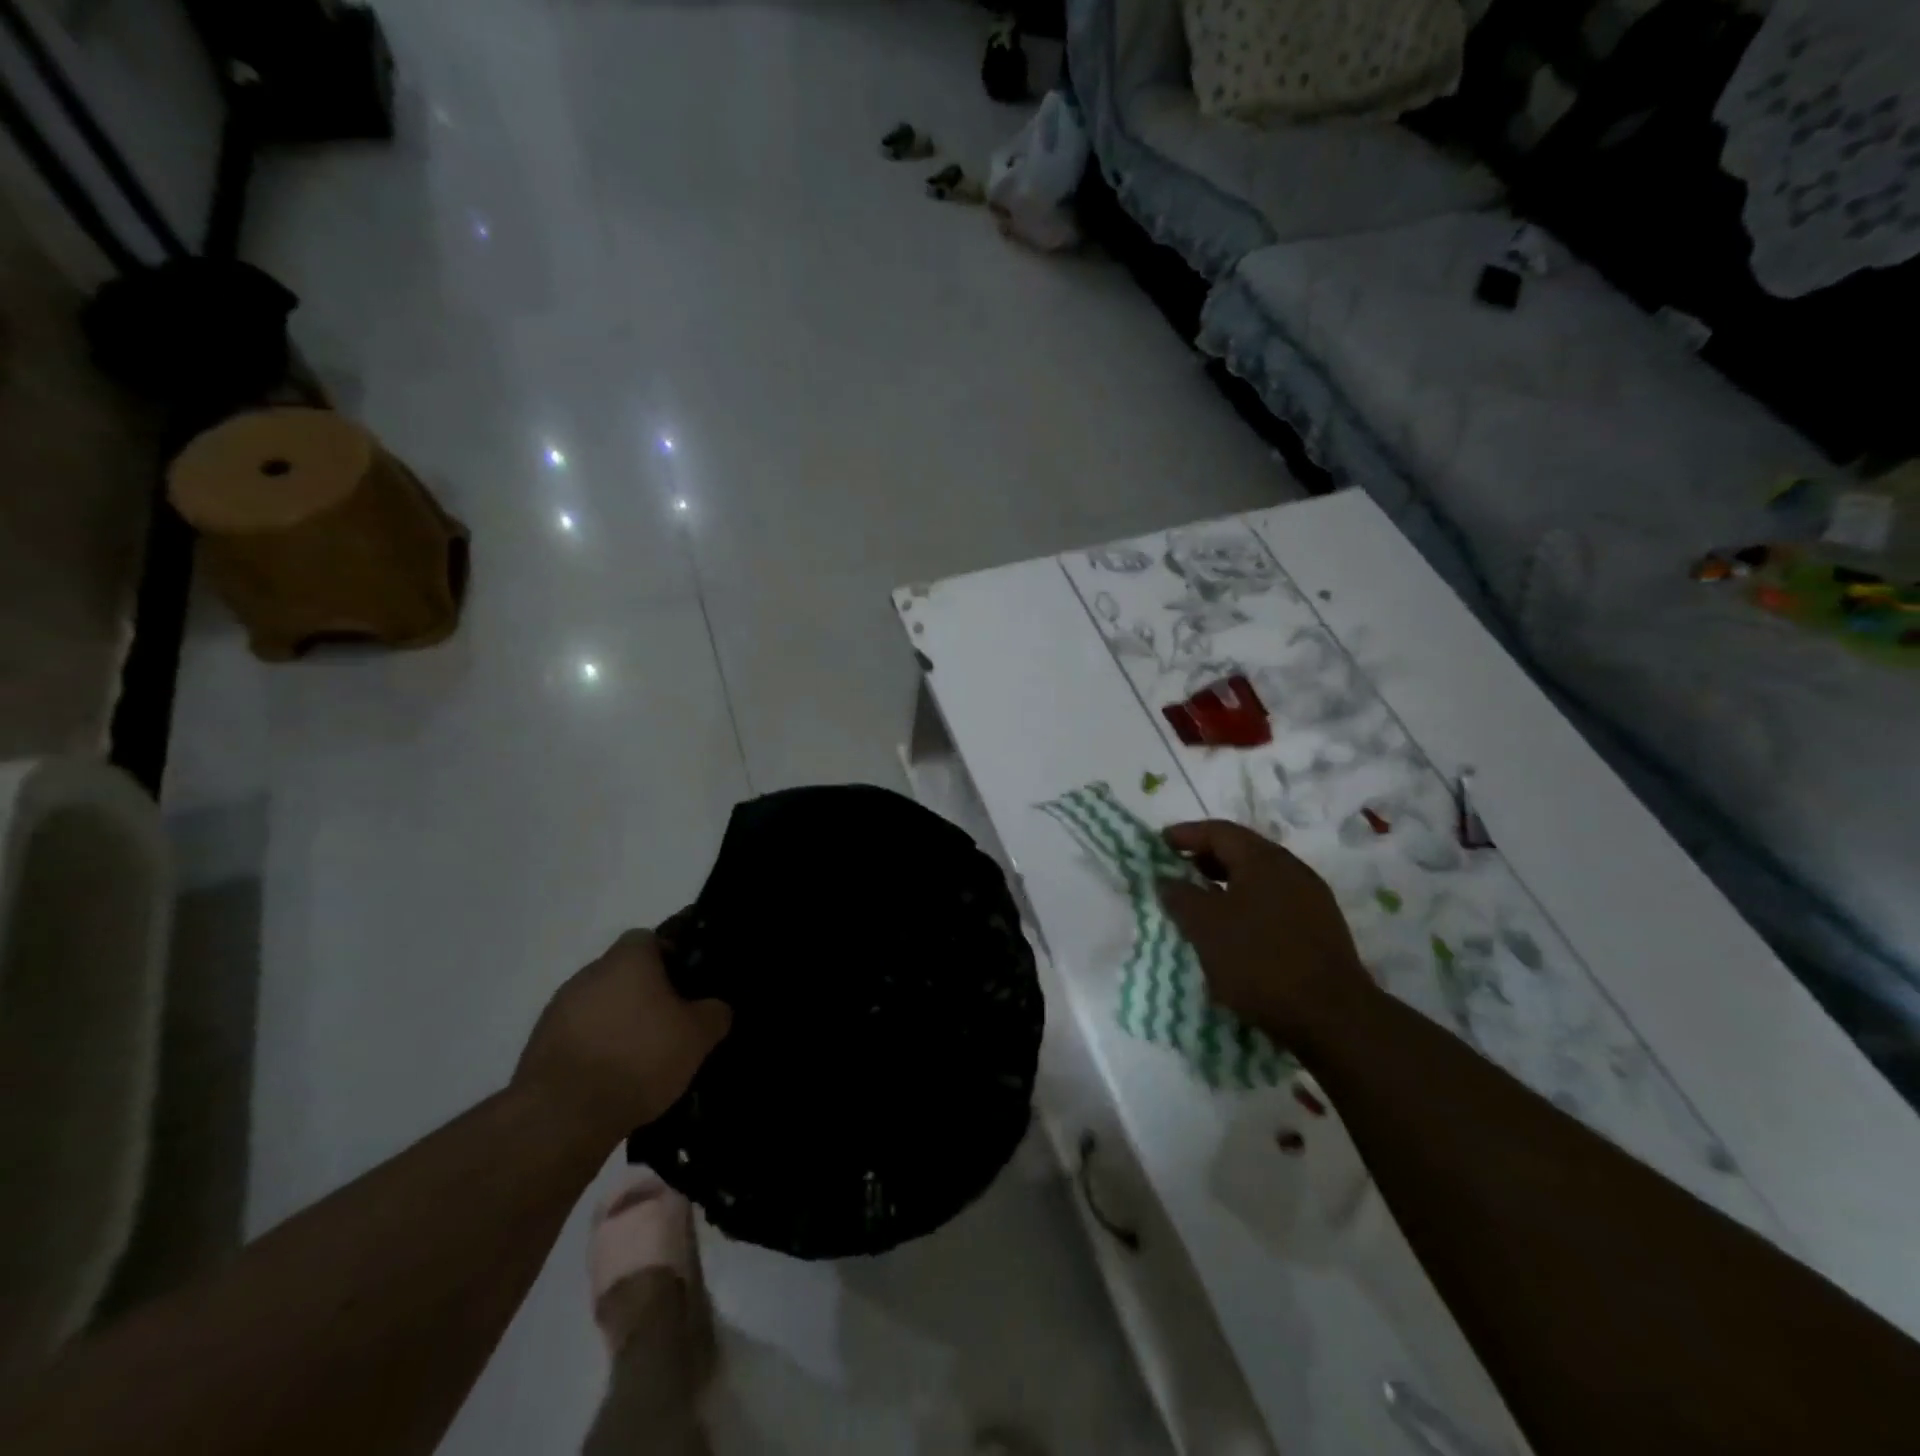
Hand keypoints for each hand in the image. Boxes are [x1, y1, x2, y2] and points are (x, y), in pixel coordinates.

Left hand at [514, 929, 731, 1144]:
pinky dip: (596, 1049)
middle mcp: (590, 973)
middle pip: (625, 973)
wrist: (562, 1116)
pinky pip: (580, 1036)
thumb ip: (715, 1013)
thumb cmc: (639, 1058)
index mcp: (628, 959)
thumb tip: (715, 1007)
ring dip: (619, 1022)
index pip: (651, 939)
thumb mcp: (698, 1037)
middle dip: (646, 994)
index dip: (672, 957)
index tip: (687, 985)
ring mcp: (559, 1009)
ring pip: (601, 1005)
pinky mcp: (540, 1045)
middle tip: (670, 1023)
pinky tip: (613, 1078)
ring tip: (642, 1058)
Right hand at [1156, 820, 1374, 1046]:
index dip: (1186, 834)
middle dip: (1206, 858)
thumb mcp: (1205, 927)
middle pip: (1242, 850)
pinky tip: (1235, 930)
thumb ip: (1180, 896)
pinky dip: (1247, 904)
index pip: (1219, 831)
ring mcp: (1311, 898)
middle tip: (1178, 872)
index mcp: (1263, 859)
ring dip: (1227, 883)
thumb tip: (1167, 879)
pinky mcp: (1321, 928)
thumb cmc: (1259, 961)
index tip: (1159, 844)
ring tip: (1202, 903)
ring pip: (1259, 878)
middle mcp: (1291, 868)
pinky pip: (1274, 901)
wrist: (1332, 1017)